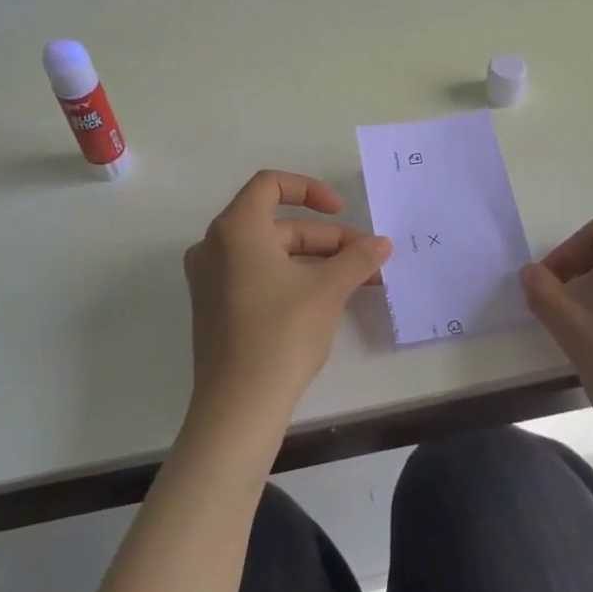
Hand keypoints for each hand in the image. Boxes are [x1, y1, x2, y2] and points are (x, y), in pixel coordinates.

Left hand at [183, 170, 391, 428]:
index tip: (341, 211)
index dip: (310, 189)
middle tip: (367, 261)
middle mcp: (215, 246)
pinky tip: (326, 299)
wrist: (238, 407)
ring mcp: (210, 279)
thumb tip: (382, 244)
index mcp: (235, 228)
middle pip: (278, 225)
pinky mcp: (215, 308)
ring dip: (316, 261)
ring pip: (271, 253)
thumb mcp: (328, 289)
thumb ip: (357, 258)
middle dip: (327, 239)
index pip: (271, 184)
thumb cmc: (281, 333)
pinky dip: (292, 278)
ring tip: (358, 282)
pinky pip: (257, 276)